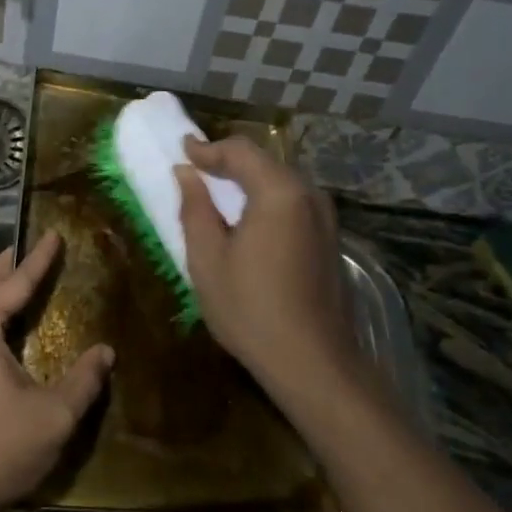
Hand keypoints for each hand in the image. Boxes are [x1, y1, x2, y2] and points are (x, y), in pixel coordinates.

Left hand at [0, 233, 113, 511]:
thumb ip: (83, 379)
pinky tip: (15, 323)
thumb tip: (106, 351)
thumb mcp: (53, 415)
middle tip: (39, 245)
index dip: (38, 259)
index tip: (54, 233)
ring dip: (0, 285)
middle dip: (11, 262)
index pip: (13, 283)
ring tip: (29, 275)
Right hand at [175, 137, 363, 413]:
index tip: (181, 150)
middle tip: (196, 170)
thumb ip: (195, 209)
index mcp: (279, 192)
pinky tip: (247, 220)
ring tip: (217, 194)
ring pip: (281, 182)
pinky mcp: (330, 239)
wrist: (313, 362)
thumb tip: (185, 174)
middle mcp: (309, 195)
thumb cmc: (250, 310)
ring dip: (248, 181)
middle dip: (229, 162)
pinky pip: (293, 203)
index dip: (207, 148)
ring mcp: (325, 218)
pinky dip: (266, 200)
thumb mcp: (207, 259)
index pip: (240, 151)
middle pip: (265, 162)